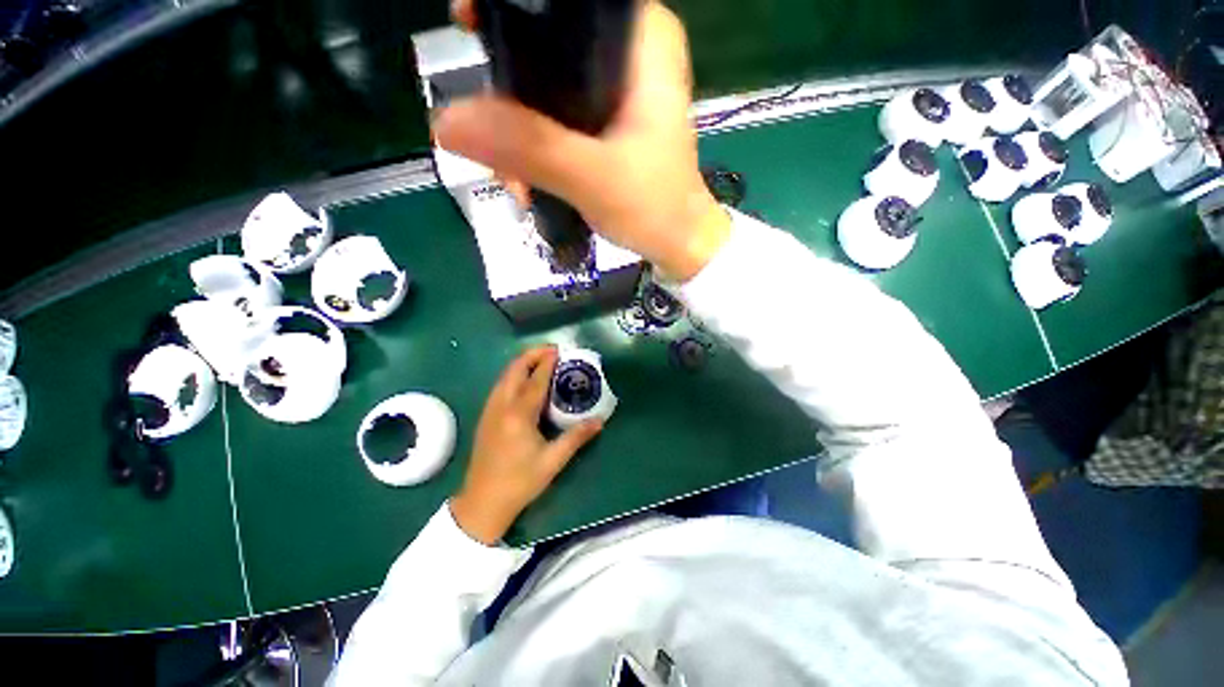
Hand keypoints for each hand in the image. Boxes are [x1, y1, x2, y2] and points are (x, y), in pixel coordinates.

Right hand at [435, 0, 730, 281]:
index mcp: (643, 40)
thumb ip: (529, 148)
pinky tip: (525, 182)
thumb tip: (446, 120)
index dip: (511, 5)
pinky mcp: (604, 123)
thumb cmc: (655, 209)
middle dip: (508, 91)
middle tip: (488, 135)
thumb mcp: (593, 177)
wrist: (677, 244)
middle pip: (546, 39)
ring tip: (513, 182)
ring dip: (516, 131)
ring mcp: (614, 90)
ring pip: (544, 83)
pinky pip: (554, 117)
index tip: (469, 27)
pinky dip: (533, 146)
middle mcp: (629, 53)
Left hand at [451, 347, 602, 543]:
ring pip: (504, 376)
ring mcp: (490, 410)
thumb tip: (599, 421)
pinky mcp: (485, 417)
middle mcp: (501, 406)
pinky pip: (500, 386)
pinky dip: (513, 375)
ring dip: (522, 364)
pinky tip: (524, 382)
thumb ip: (576, 437)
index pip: (535, 380)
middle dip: (532, 355)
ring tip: (540, 361)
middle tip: (551, 351)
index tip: (559, 350)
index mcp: (519, 415)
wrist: (482, 502)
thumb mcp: (552, 461)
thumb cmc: (520, 482)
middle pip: (514, 370)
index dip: (547, 363)